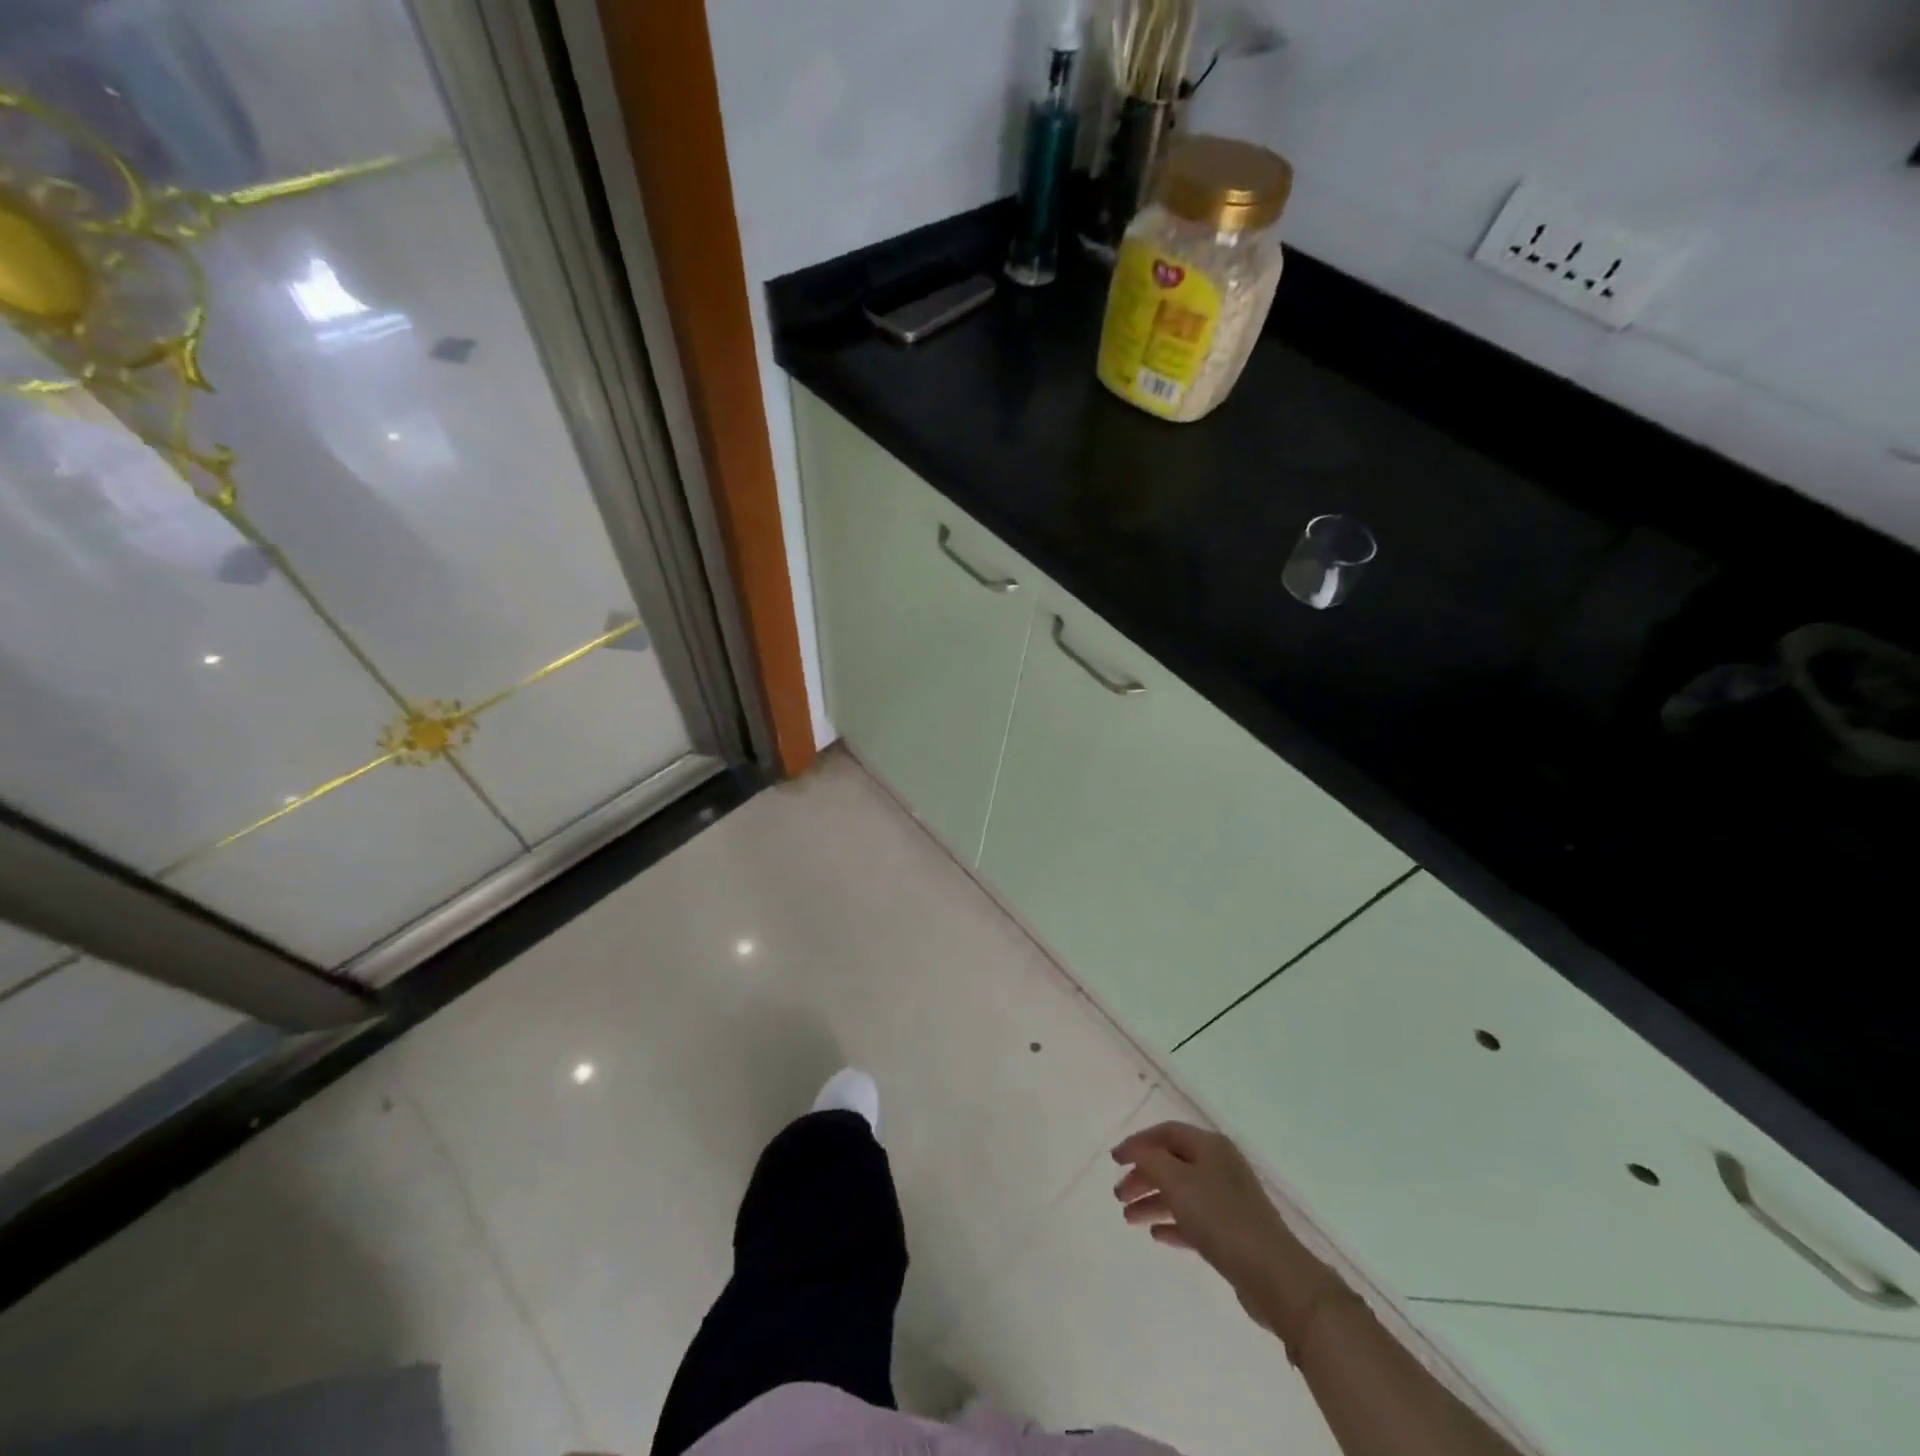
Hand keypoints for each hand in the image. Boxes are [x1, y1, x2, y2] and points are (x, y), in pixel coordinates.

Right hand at [1112, 1121, 1340, 1337]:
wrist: (1274, 1276)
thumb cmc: (1221, 1218)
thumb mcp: (1178, 1182)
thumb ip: (1150, 1161)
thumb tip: (1135, 1150)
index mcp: (1210, 1146)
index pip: (1166, 1133)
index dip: (1137, 1143)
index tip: (1114, 1160)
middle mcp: (1219, 1166)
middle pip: (1172, 1163)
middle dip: (1143, 1176)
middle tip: (1118, 1195)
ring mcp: (1228, 1200)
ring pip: (1181, 1193)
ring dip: (1153, 1202)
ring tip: (1128, 1218)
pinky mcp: (1232, 1233)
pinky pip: (1194, 1220)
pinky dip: (1173, 1223)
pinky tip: (1156, 1235)